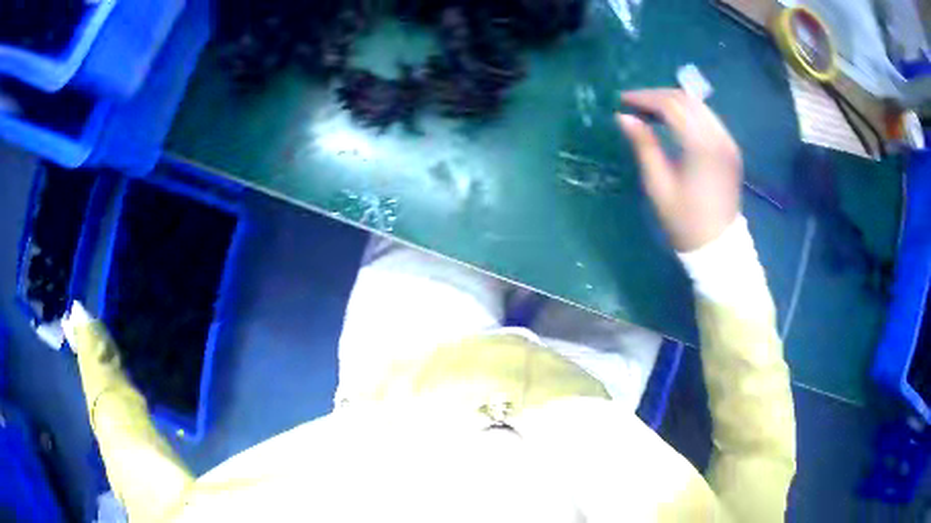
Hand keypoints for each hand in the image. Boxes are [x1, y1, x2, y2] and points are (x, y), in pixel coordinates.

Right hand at [617, 89, 741, 251]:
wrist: (718, 246)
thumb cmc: (684, 221)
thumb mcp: (658, 185)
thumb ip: (643, 145)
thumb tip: (623, 117)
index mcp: (701, 147)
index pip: (671, 105)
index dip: (644, 98)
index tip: (622, 100)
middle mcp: (719, 137)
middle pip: (686, 100)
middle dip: (657, 96)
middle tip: (633, 104)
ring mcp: (728, 141)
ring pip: (698, 105)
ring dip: (672, 102)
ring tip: (649, 110)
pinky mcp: (731, 148)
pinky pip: (707, 118)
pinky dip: (687, 112)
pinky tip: (673, 121)